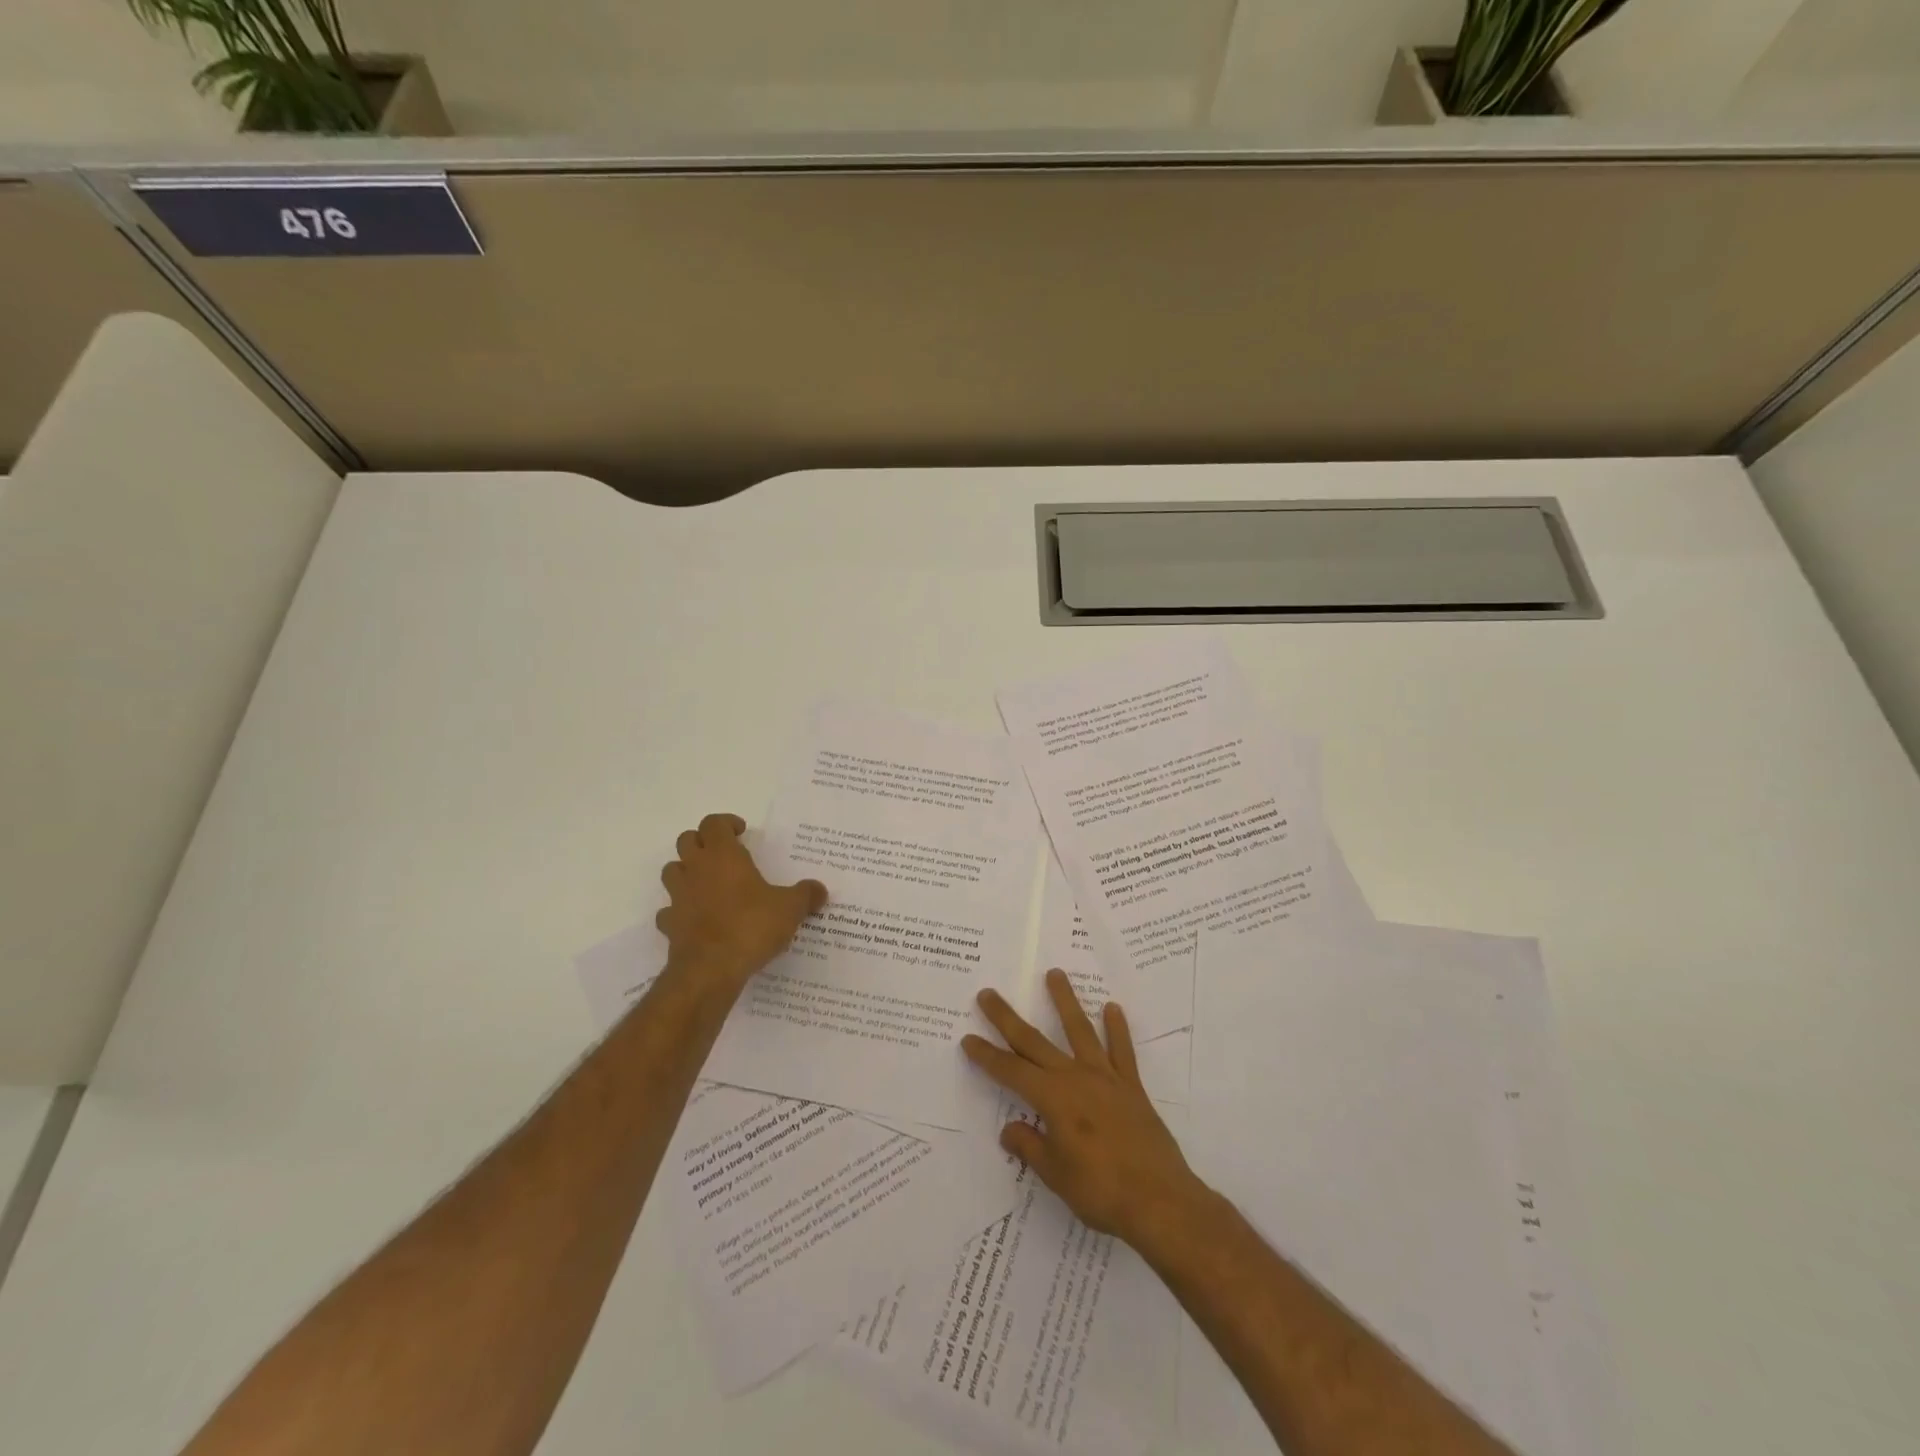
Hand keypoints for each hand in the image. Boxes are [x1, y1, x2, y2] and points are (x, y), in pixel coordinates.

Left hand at [656, 814, 827, 986]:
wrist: (711, 969)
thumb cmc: (751, 926)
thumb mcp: (790, 908)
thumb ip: (806, 895)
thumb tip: (820, 890)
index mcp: (723, 856)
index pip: (713, 823)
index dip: (726, 823)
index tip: (742, 832)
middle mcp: (696, 870)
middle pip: (686, 840)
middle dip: (703, 842)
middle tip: (724, 853)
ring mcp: (678, 897)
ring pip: (672, 871)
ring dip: (686, 871)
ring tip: (708, 882)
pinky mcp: (670, 924)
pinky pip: (669, 910)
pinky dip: (679, 910)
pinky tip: (696, 919)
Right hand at [963, 968, 1206, 1249]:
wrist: (1159, 1201)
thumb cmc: (1100, 1191)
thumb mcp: (1055, 1174)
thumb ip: (1030, 1146)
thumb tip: (1010, 1129)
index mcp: (1052, 1099)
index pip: (1010, 1071)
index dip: (987, 1056)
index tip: (968, 1038)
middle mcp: (1075, 1078)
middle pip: (1034, 1041)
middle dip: (1007, 1018)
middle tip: (987, 994)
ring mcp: (1105, 1079)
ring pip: (1080, 1031)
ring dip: (1065, 1001)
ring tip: (1055, 973)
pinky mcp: (1131, 1088)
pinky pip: (1122, 1051)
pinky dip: (1117, 1029)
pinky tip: (1112, 1008)